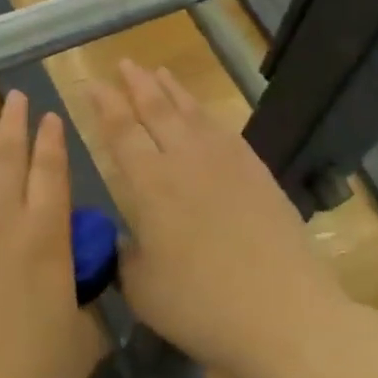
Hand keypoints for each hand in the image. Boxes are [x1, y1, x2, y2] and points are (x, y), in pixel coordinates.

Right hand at [87, 61, 350, 377]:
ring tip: (159, 72)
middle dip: (137, 84)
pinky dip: (206, 114)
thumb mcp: (142, 289)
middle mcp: (184, 161)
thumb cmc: (201, 305)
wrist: (283, 313)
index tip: (94, 84)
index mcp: (150, 184)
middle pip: (157, 110)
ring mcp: (225, 163)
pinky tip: (202, 114)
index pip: (121, 131)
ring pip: (192, 113)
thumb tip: (127, 240)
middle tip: (125, 63)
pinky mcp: (256, 173)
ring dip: (172, 90)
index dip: (105, 105)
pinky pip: (224, 130)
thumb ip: (127, 256)